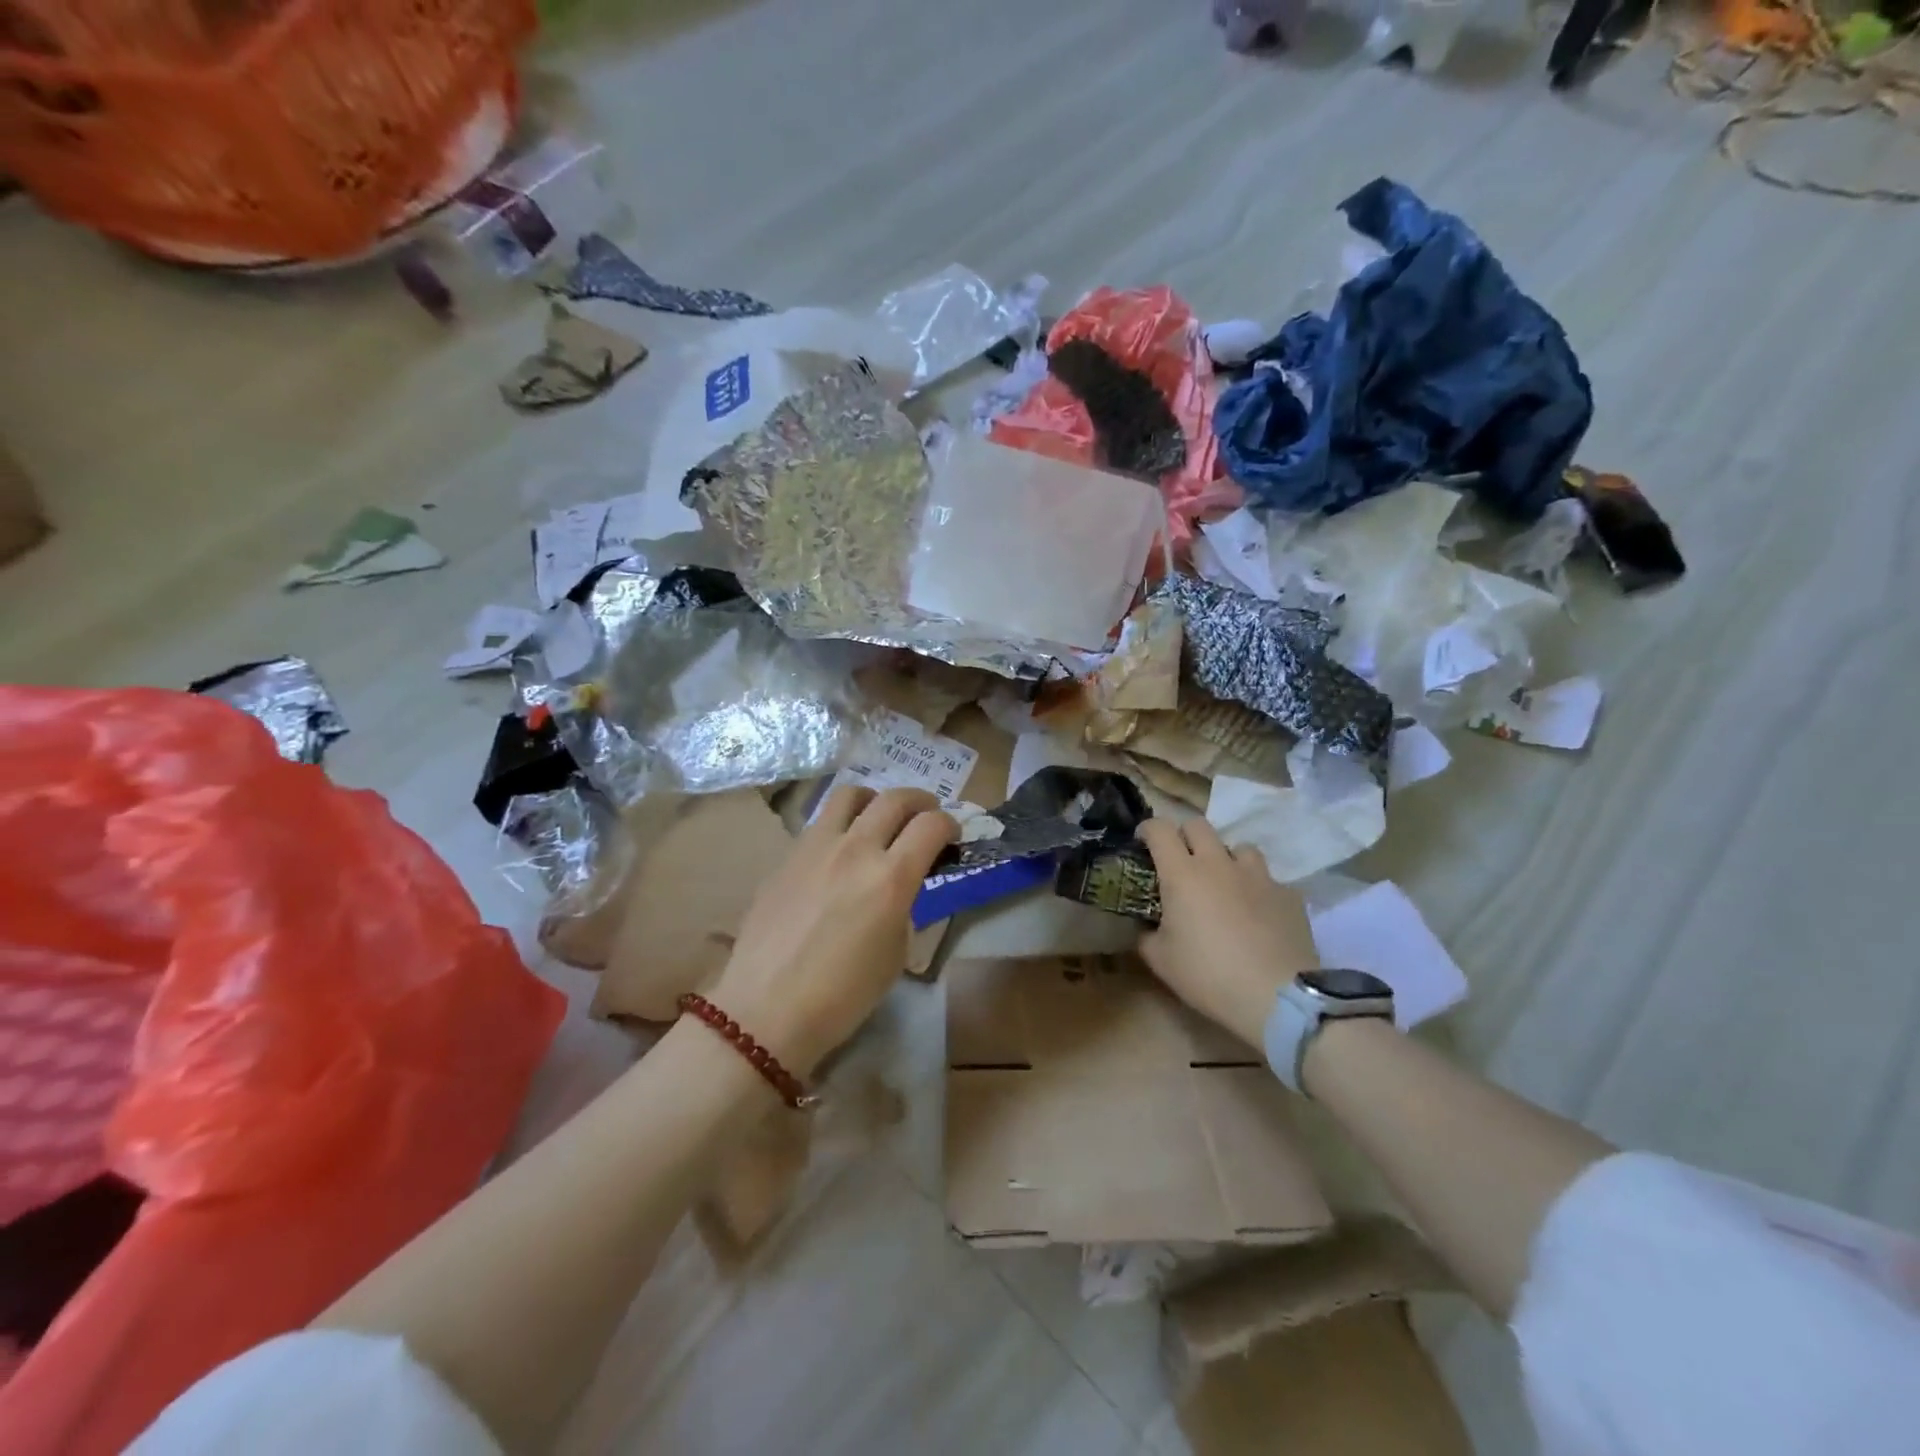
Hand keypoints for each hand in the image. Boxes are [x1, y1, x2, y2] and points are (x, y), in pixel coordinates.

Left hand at [708, 786, 955, 1076]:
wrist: (766, 1009)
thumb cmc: (842, 995)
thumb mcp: (894, 953)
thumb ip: (903, 907)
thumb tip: (900, 887)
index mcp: (891, 878)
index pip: (932, 825)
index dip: (950, 824)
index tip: (952, 836)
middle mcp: (856, 849)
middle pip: (896, 798)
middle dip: (921, 801)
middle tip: (926, 815)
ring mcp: (816, 847)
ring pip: (851, 794)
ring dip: (875, 798)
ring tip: (879, 816)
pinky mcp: (788, 855)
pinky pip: (820, 822)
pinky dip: (841, 823)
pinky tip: (840, 849)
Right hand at [1137, 818, 1319, 1048]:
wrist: (1277, 997)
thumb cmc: (1208, 975)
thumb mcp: (1160, 961)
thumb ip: (1146, 935)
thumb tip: (1144, 927)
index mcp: (1182, 874)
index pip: (1160, 829)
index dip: (1148, 829)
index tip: (1143, 841)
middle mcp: (1218, 864)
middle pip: (1199, 826)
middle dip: (1185, 836)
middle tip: (1180, 860)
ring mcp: (1257, 876)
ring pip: (1239, 847)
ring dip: (1226, 858)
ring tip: (1224, 883)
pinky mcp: (1288, 894)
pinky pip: (1268, 880)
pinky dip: (1257, 889)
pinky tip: (1258, 913)